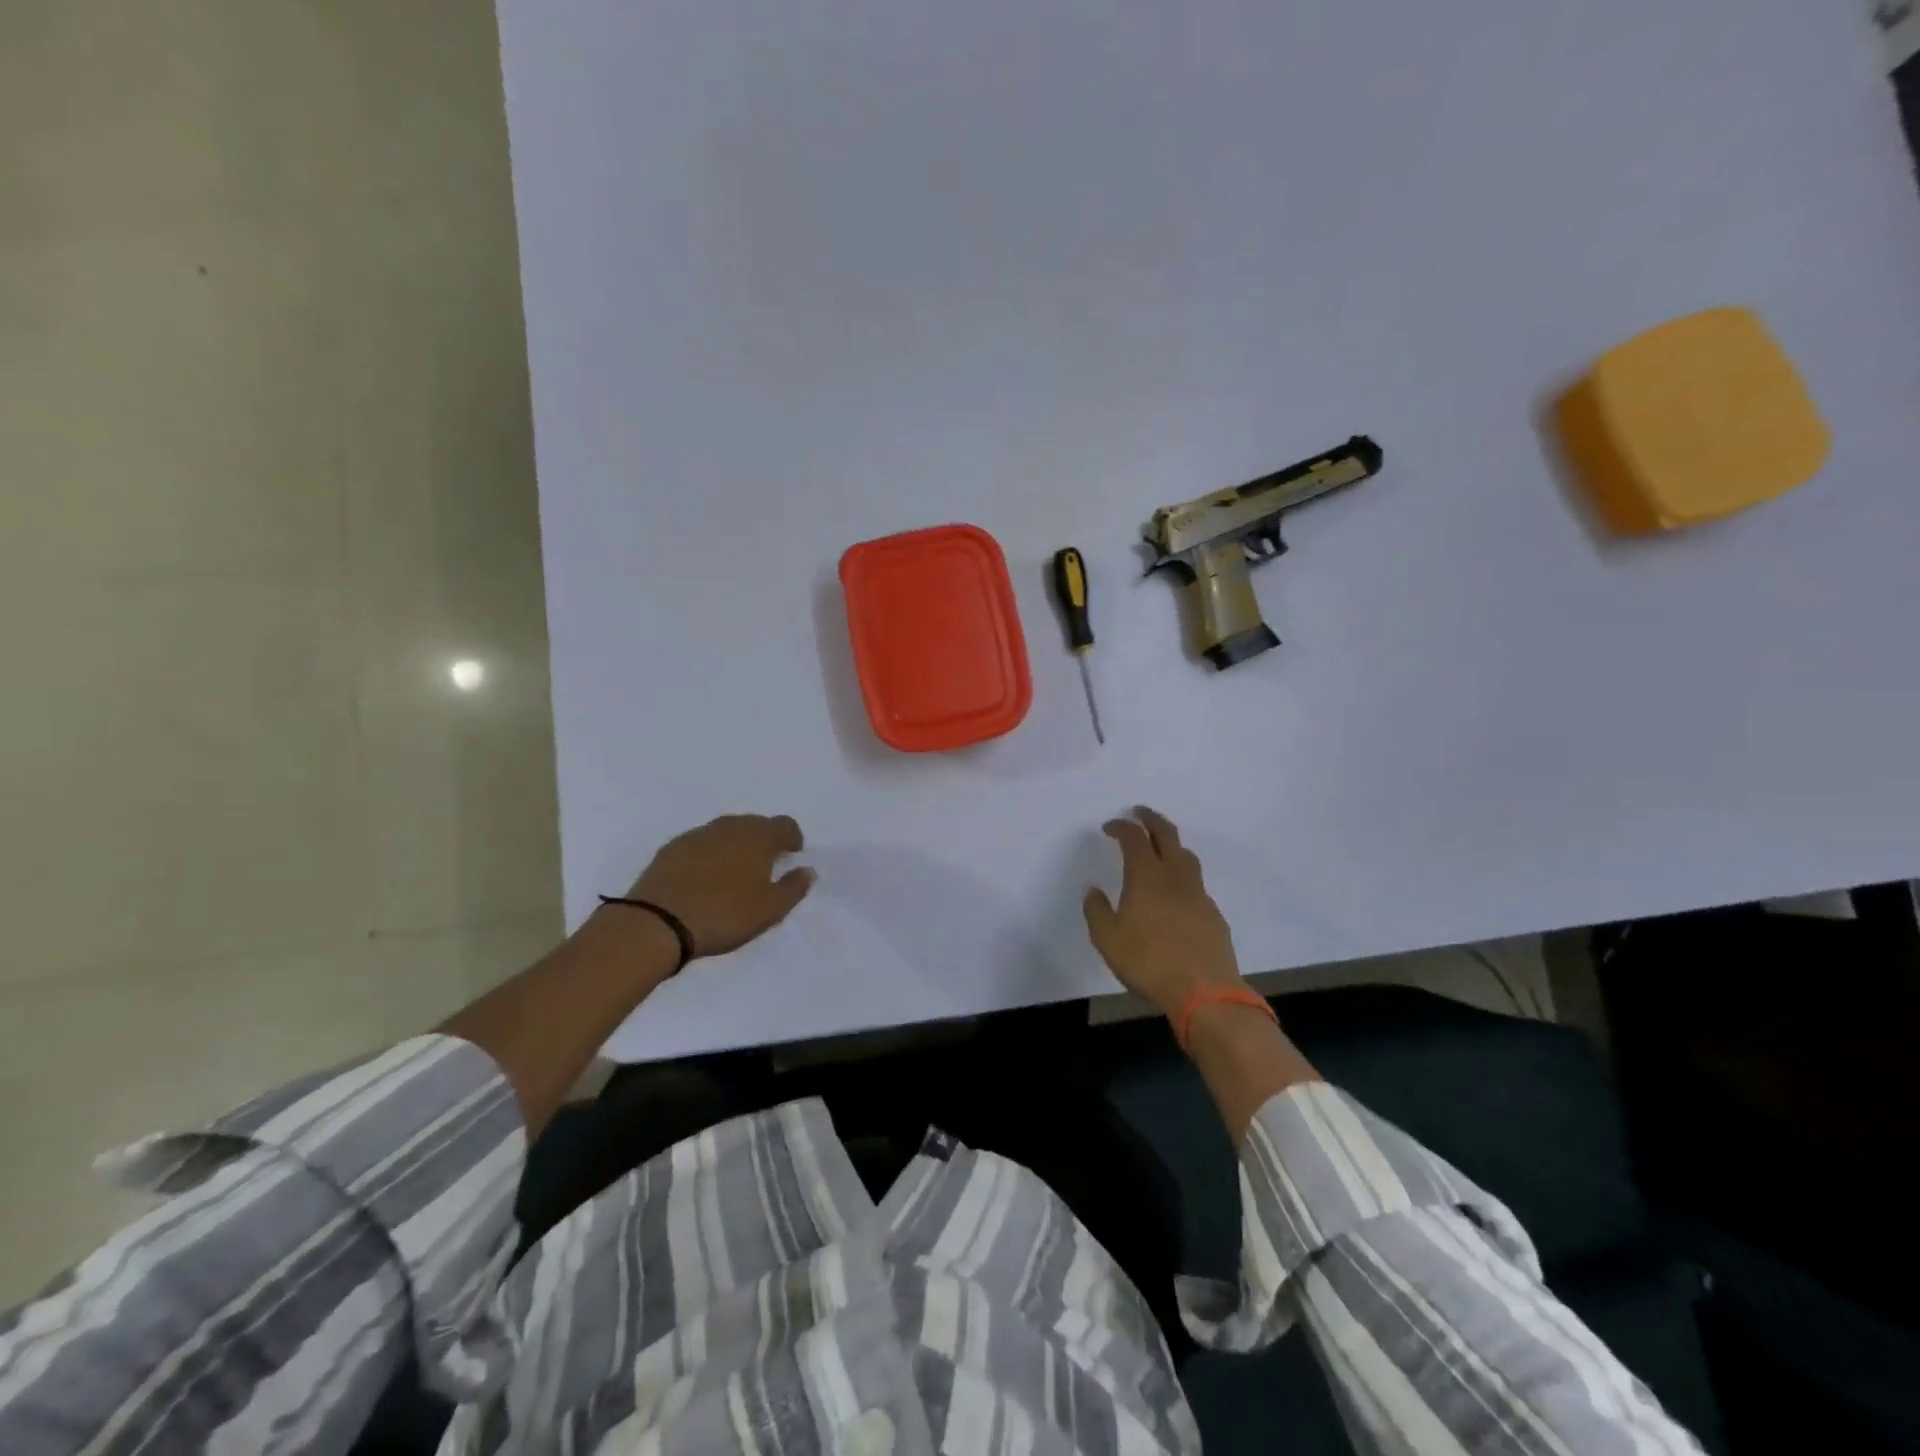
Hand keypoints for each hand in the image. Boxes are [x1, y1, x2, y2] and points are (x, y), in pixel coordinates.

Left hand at [626, 814, 814, 958]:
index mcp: (758, 837)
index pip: (785, 825)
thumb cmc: (724, 915)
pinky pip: (700, 843)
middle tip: (764, 865)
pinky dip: (709, 853)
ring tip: (734, 871)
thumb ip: (794, 888)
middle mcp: (730, 827)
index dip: (792, 838)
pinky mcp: (671, 848)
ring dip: (735, 845)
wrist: (657, 923)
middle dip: (764, 839)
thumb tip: (808, 870)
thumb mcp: (770, 910)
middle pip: (755, 824)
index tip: (792, 854)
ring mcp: (697, 835)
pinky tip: (704, 876)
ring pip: (726, 831)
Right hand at [1083, 807, 1244, 1015]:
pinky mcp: (1213, 914)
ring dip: (1171, 843)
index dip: (1121, 827)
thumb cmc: (1149, 962)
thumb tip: (1093, 890)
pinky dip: (1182, 875)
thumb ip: (1097, 911)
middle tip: (1140, 813)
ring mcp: (1198, 894)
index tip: (1109, 826)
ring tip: (1160, 847)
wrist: (1205, 992)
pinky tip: (1176, 893)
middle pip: (1166, 834)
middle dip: (1151, 819)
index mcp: (1146, 876)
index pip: (1134, 838)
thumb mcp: (1107, 939)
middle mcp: (1175, 876)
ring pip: (1186, 856)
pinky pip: (1196, 883)